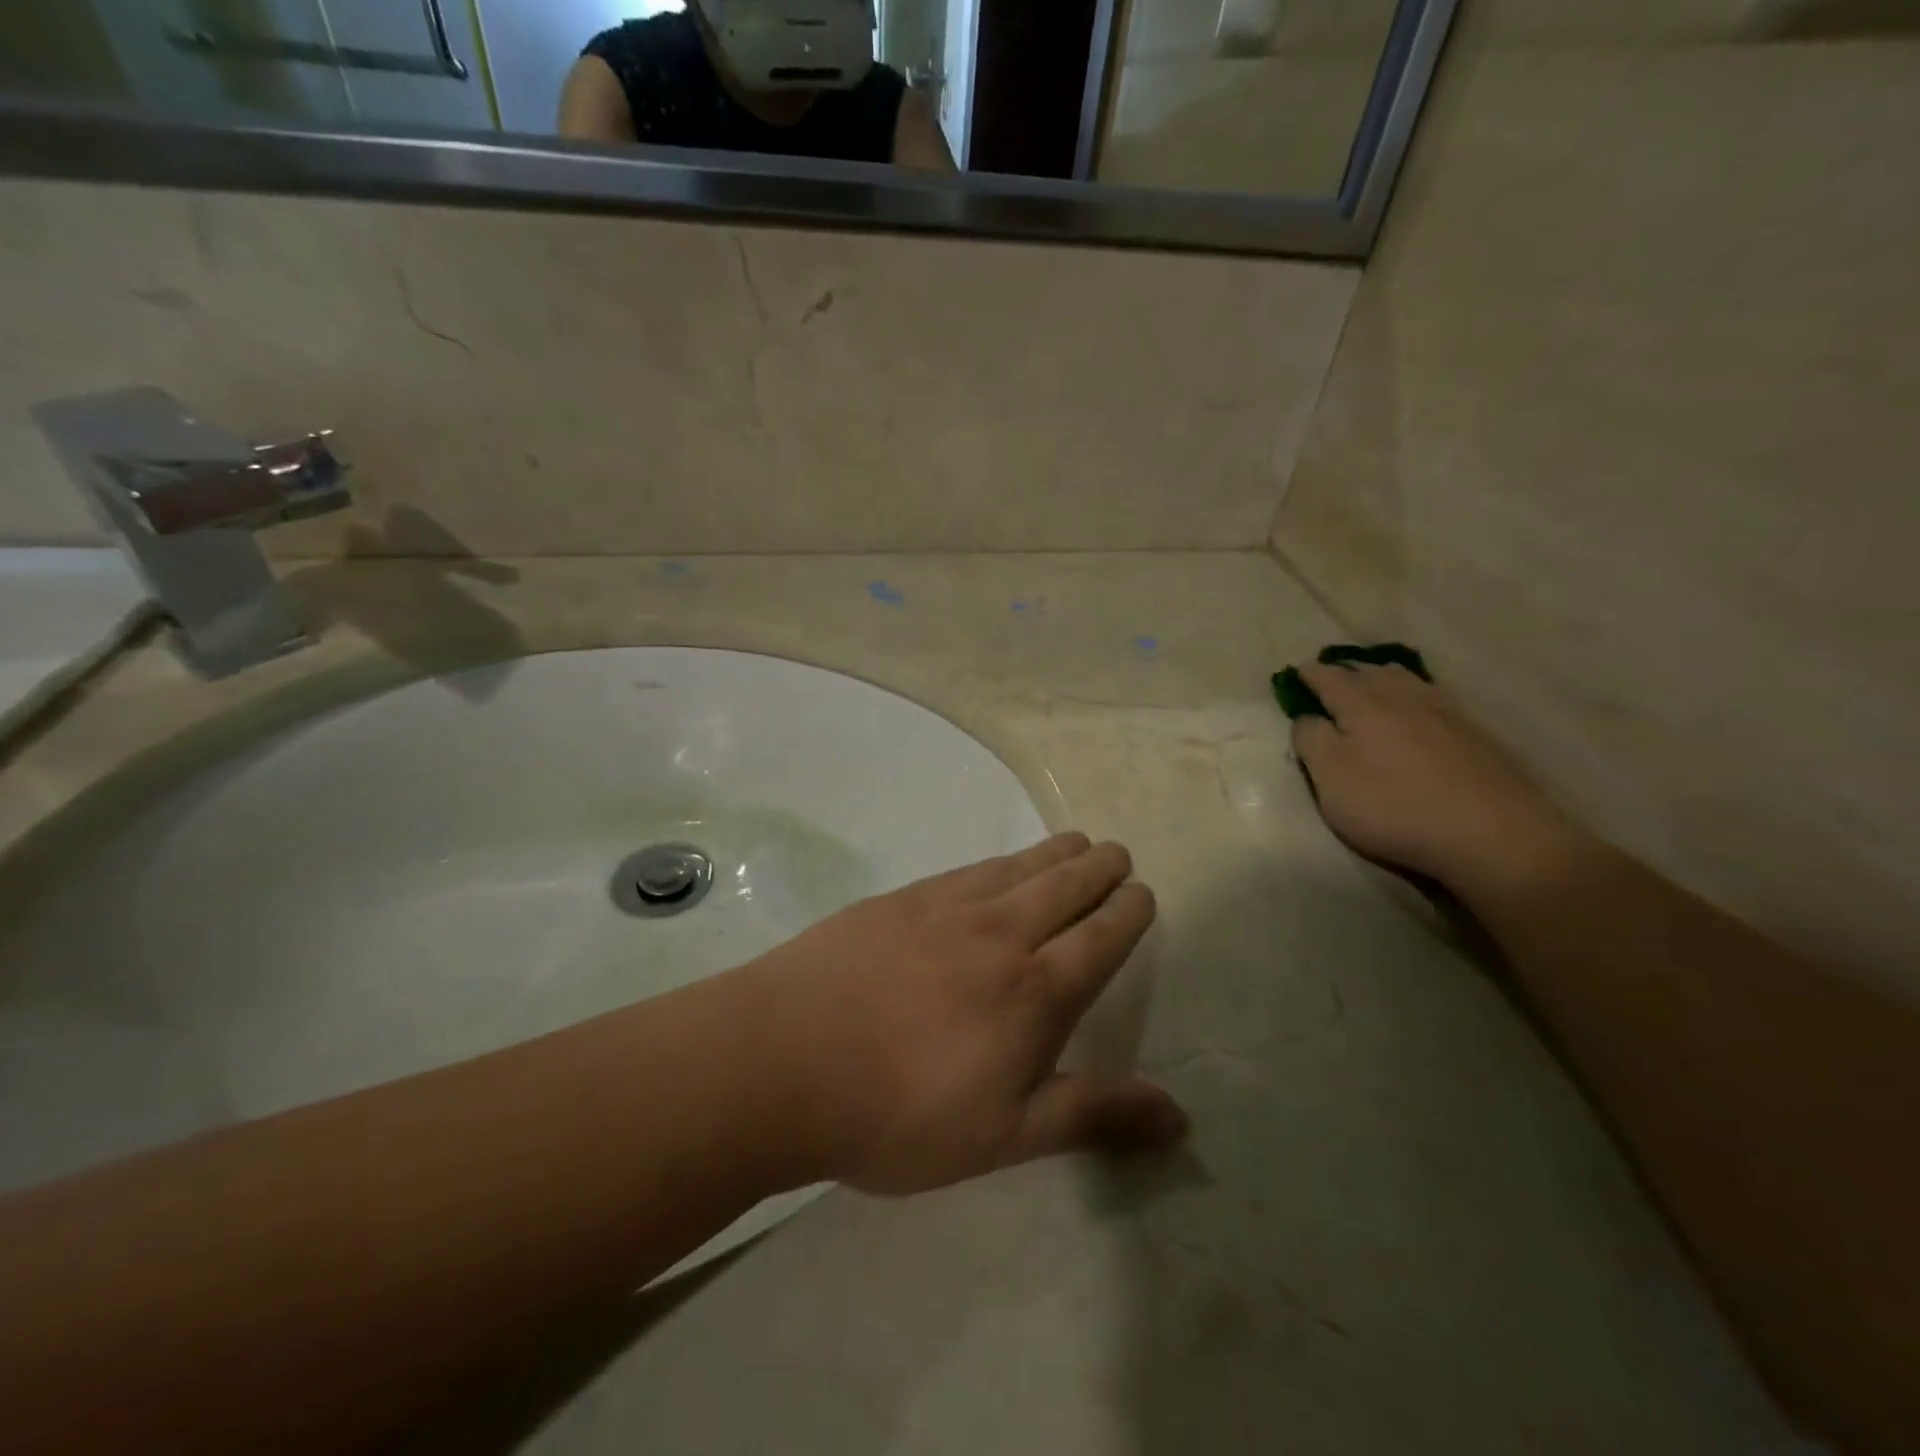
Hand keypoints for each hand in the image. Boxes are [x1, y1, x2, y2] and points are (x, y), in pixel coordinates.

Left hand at [729, 833, 1185, 1195]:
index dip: (1127, 913)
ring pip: (1019, 868)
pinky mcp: (903, 900)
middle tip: (1119, 854)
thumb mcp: (1003, 1136)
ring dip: (1056, 854)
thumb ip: (1091, 1115)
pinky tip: (1001, 864)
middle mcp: (1000, 934)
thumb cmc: (898, 1113)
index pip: (1099, 938)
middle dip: (1100, 869)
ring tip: (1077, 842)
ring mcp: (947, 908)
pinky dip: (1001, 861)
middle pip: (1065, 888)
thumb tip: (1179, 1114)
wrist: (784, 1060)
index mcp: (1034, 991)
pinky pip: (970, 869)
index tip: (1143, 894)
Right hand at [1290, 662, 1587, 894]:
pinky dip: (1415, 691)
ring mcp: (1444, 712)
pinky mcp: (1474, 732)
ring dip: (1382, 676)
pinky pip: (1434, 695)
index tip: (1297, 672)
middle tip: (1331, 675)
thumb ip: (1311, 741)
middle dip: (1346, 671)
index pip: (1329, 678)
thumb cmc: (1394, 806)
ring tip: (1372, 681)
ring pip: (1406, 680)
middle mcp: (1403, 698)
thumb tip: (1307, 716)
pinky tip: (1418, 704)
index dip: (1310, 674)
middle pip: (1370, 672)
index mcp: (1362, 705)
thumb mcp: (1331, 780)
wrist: (1492, 833)